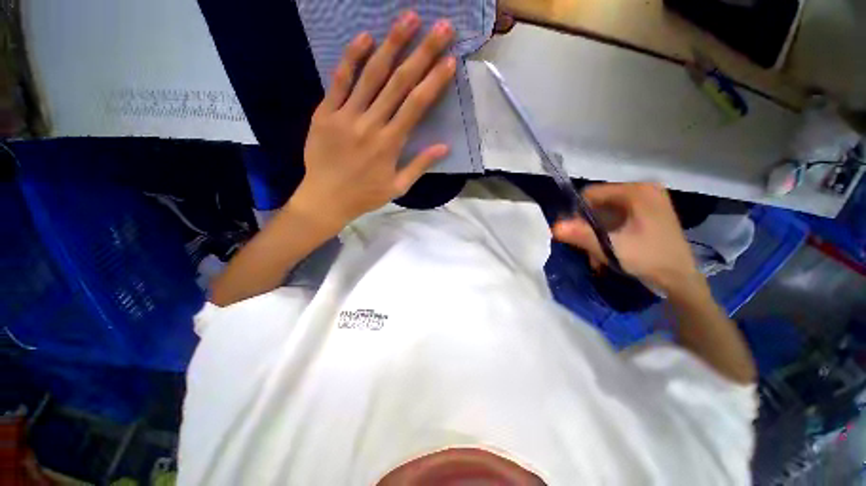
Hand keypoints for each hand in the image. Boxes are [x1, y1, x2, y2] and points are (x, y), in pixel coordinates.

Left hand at [294, 11, 456, 227]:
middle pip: (399, 83)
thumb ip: (420, 165)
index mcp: (390, 144)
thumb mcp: (398, 187)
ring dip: (391, 44)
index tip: (450, 60)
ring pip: (371, 75)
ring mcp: (346, 116)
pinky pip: (338, 81)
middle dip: (423, 52)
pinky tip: (364, 37)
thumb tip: (444, 146)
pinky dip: (351, 58)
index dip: (434, 81)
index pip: (417, 106)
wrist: (325, 199)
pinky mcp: (324, 113)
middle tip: (441, 26)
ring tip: (408, 18)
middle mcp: (371, 124)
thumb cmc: (365, 195)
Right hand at [553, 183, 703, 295]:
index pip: (592, 194)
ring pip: (606, 212)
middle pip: (599, 203)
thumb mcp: (611, 247)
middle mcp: (644, 190)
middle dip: (589, 226)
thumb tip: (553, 226)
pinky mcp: (649, 212)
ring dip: (596, 232)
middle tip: (588, 247)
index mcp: (637, 192)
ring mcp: (648, 201)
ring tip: (598, 252)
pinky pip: (617, 217)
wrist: (681, 280)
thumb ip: (582, 235)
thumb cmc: (649, 259)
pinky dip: (608, 232)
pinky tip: (609, 248)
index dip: (578, 213)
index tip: (576, 233)